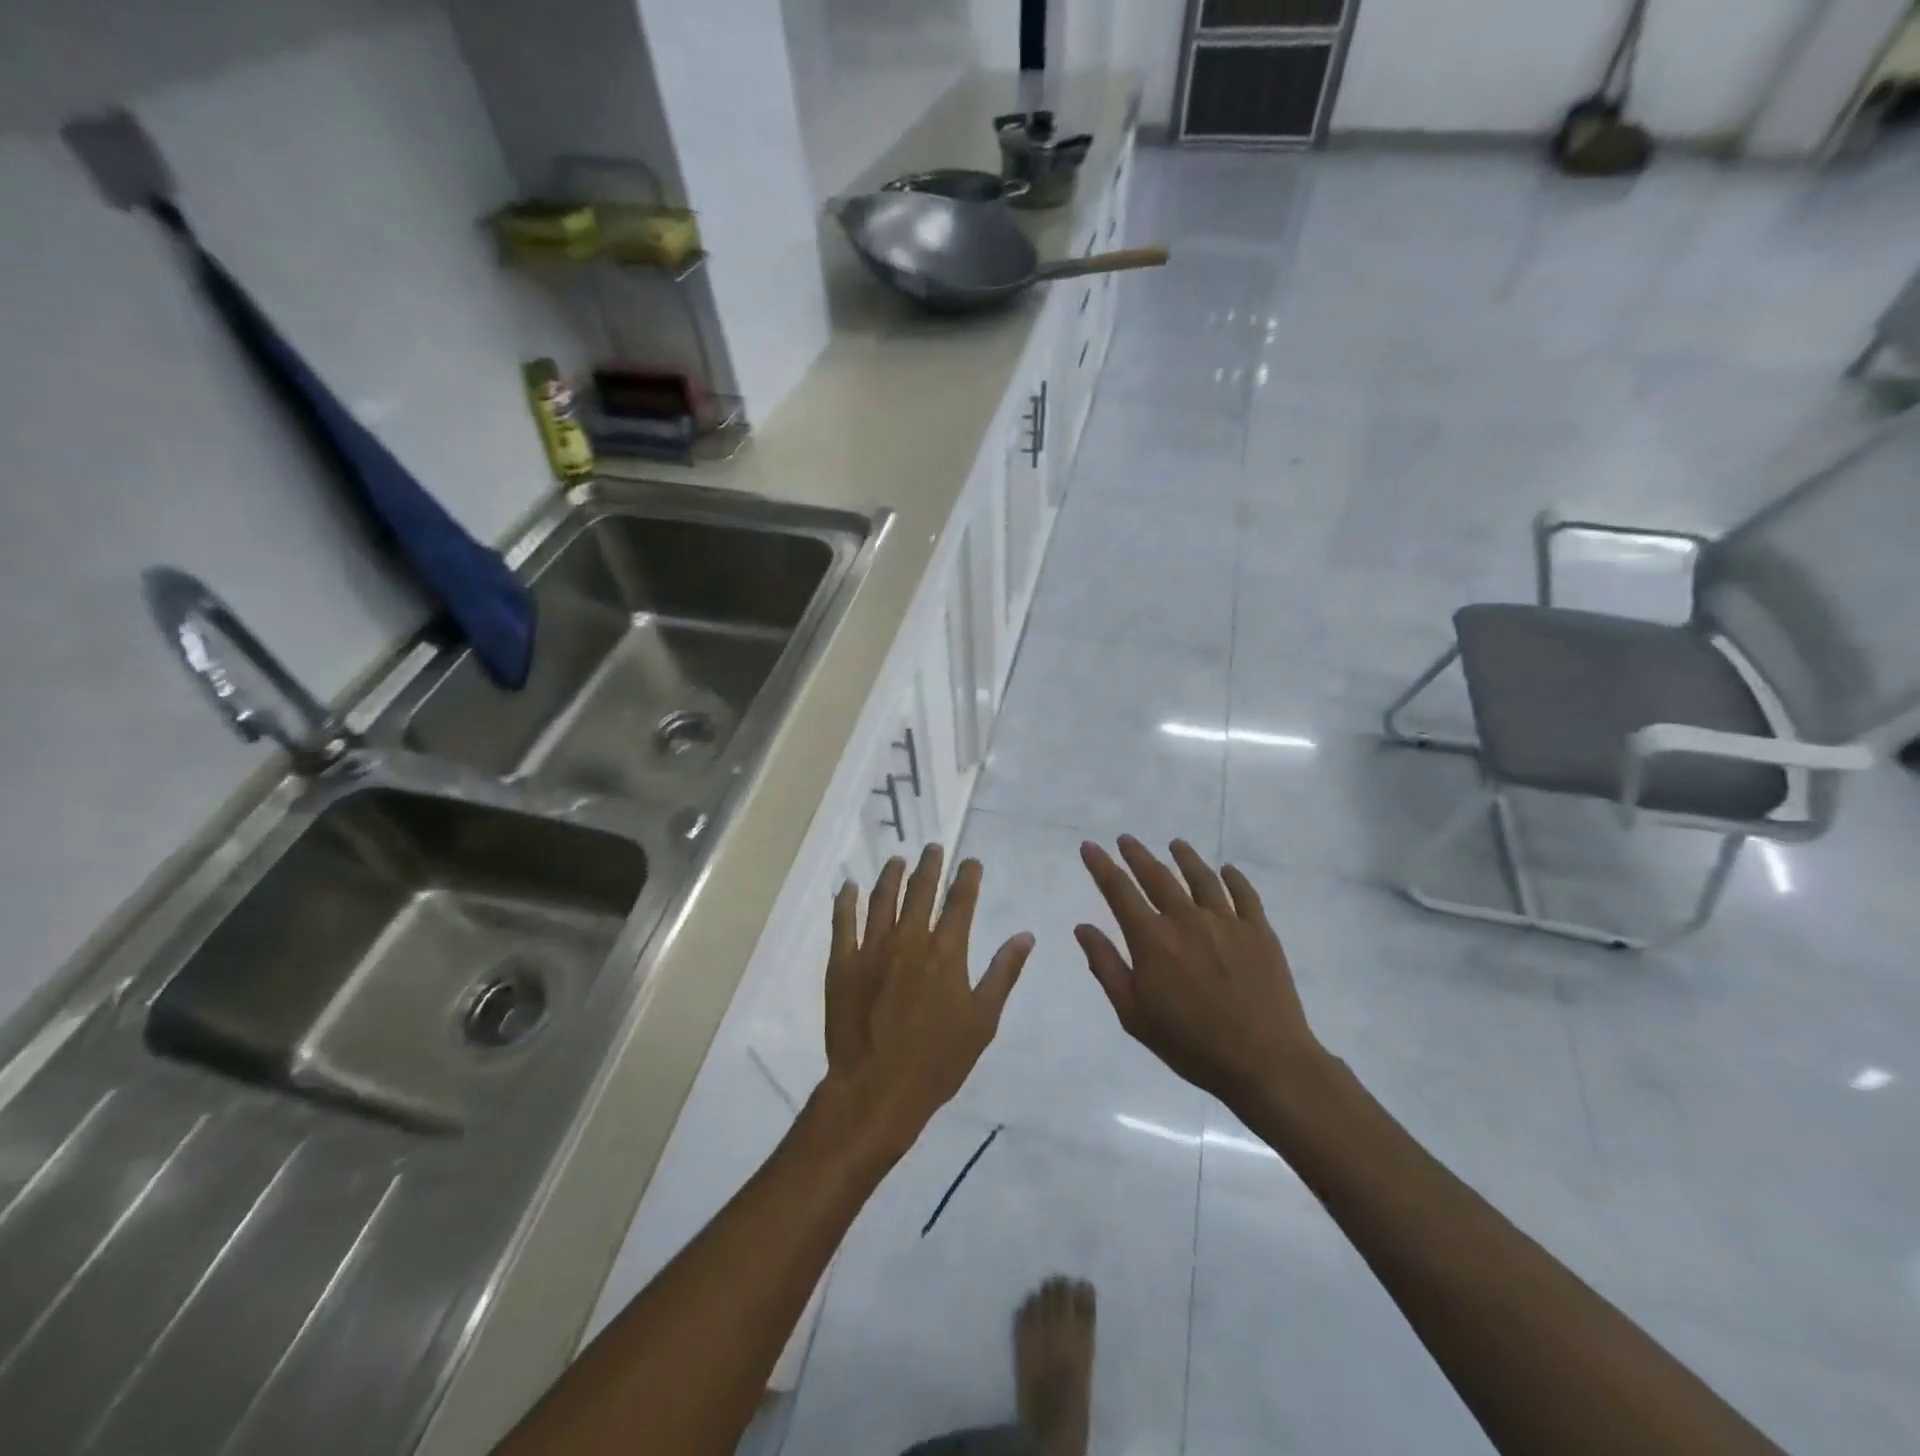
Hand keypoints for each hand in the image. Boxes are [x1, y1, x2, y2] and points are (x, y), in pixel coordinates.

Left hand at [819, 845, 1033, 1158]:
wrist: (877, 1089)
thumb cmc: (938, 1060)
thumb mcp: (982, 1021)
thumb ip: (1003, 973)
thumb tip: (1025, 936)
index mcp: (946, 952)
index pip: (960, 902)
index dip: (967, 877)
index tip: (970, 861)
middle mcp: (909, 939)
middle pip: (920, 891)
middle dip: (929, 866)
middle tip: (933, 847)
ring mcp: (872, 948)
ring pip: (882, 899)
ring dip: (891, 875)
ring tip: (897, 859)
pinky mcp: (843, 963)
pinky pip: (843, 923)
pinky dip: (846, 901)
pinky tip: (849, 886)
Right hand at [1076, 836, 1324, 1113]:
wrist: (1265, 1062)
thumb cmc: (1191, 1044)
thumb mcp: (1134, 1014)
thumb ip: (1106, 966)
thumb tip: (1082, 928)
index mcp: (1152, 939)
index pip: (1119, 891)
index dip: (1101, 866)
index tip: (1090, 846)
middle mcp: (1186, 919)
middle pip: (1157, 876)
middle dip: (1137, 855)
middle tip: (1126, 839)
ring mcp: (1227, 922)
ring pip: (1201, 878)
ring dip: (1185, 858)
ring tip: (1175, 844)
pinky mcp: (1259, 932)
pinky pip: (1245, 895)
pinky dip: (1234, 878)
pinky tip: (1227, 870)